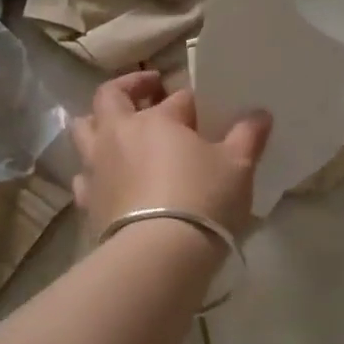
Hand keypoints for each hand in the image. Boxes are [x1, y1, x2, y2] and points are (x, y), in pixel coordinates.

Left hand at [70, 73, 272, 235]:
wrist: (158, 255)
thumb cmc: (202, 200)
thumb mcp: (237, 167)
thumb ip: (247, 136)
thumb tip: (260, 114)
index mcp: (156, 119)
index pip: (178, 98)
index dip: (194, 102)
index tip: (210, 112)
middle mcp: (119, 135)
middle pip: (110, 97)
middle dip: (128, 88)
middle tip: (148, 90)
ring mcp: (97, 167)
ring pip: (83, 130)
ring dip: (98, 124)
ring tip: (117, 129)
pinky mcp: (88, 201)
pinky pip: (84, 176)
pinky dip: (94, 171)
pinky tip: (109, 179)